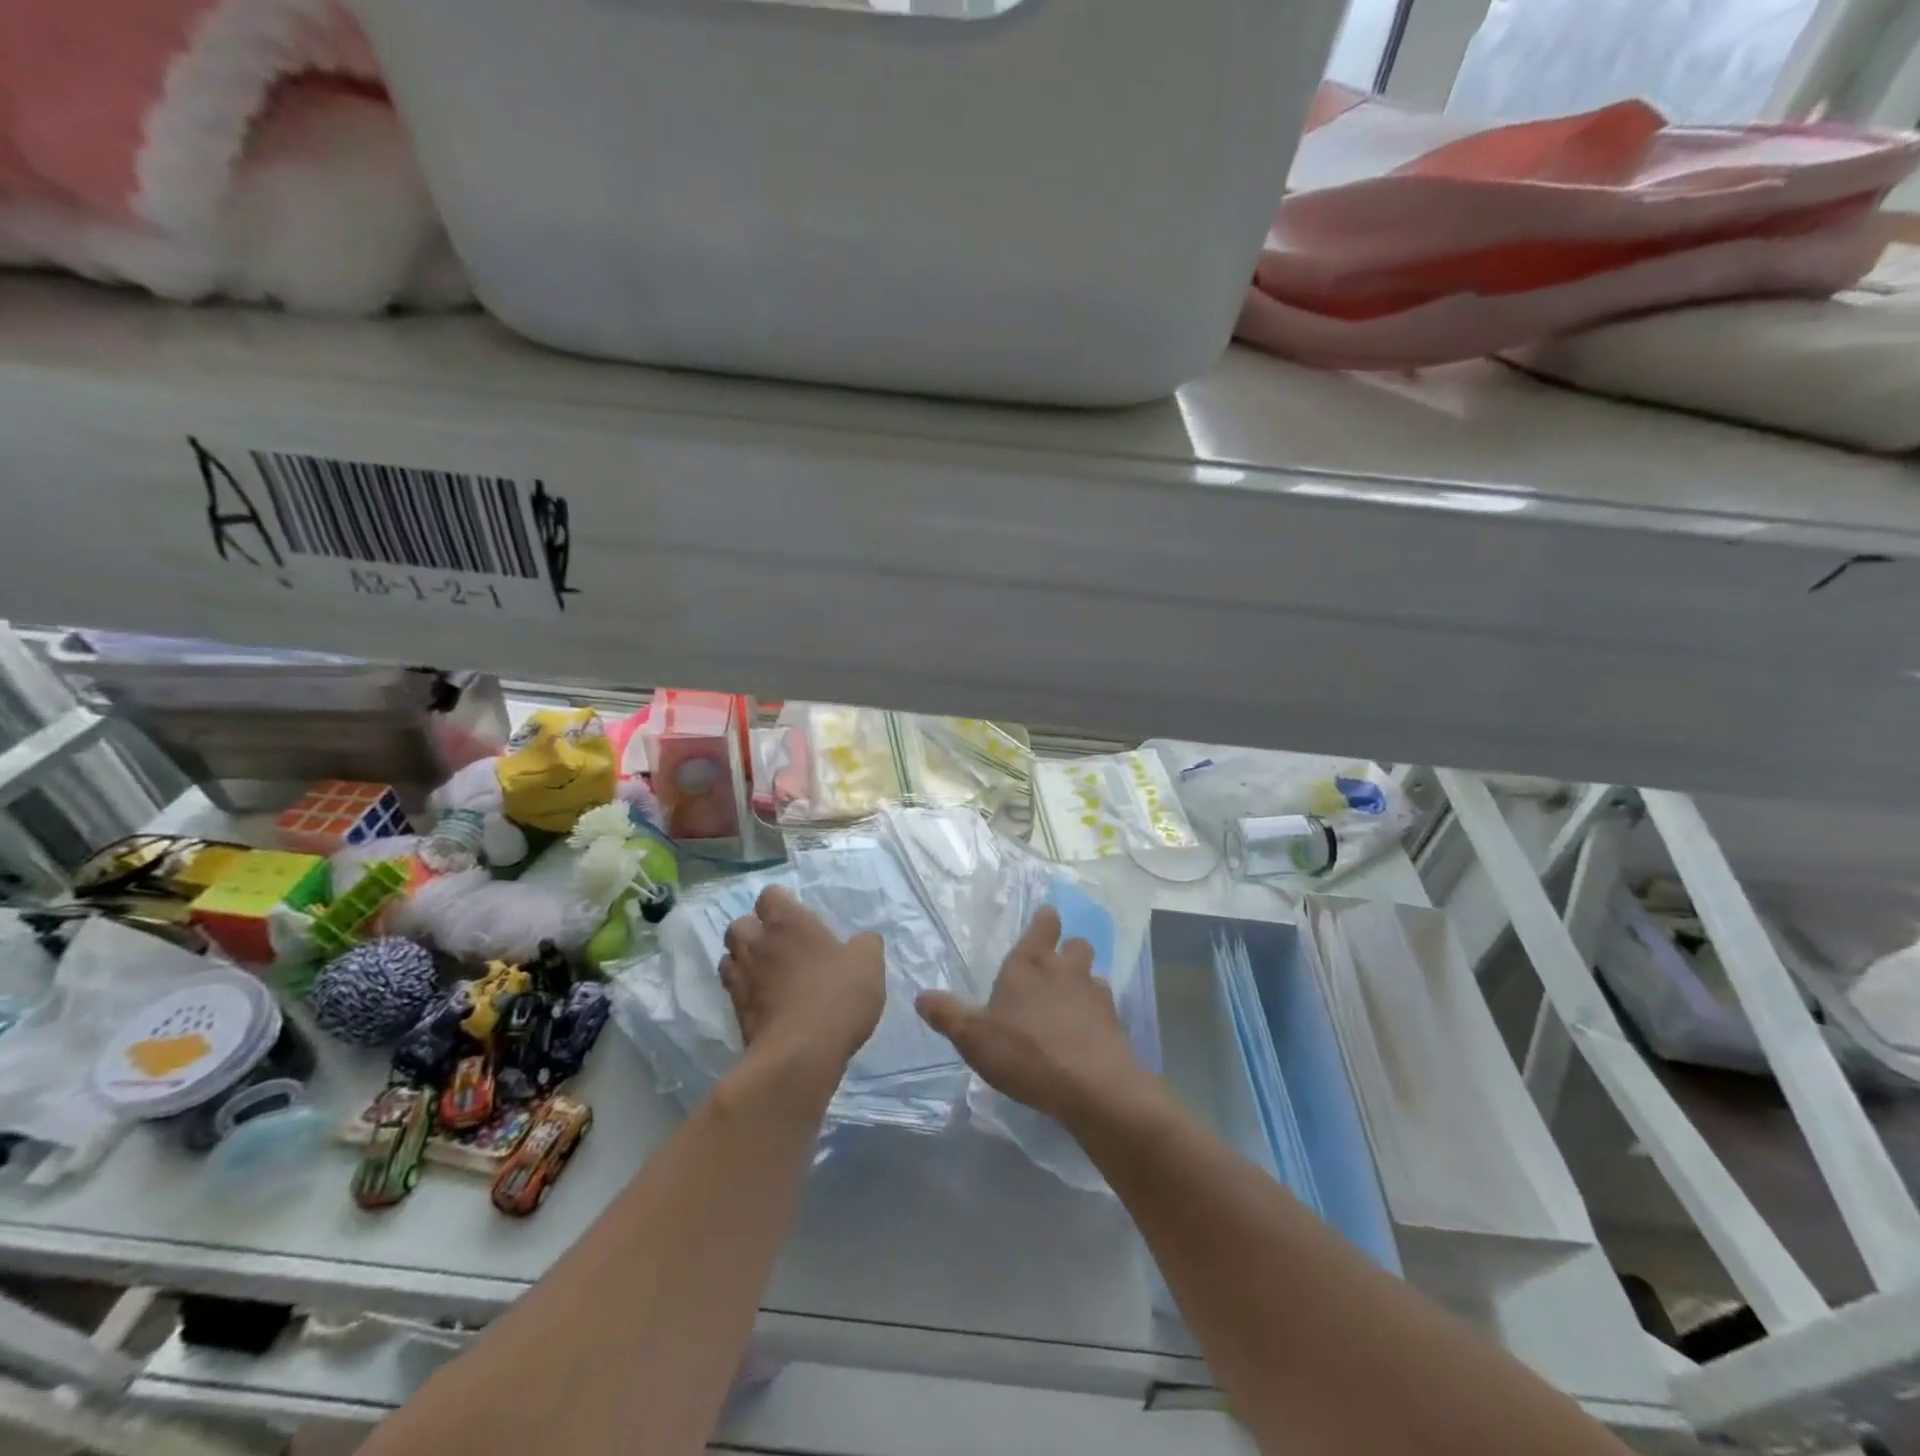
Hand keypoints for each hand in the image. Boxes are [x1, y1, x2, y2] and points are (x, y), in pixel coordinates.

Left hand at [719, 885, 885, 1068]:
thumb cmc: (837, 996)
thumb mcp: (868, 963)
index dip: (781, 903)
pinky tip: (765, 999)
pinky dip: (744, 989)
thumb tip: (861, 941)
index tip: (797, 916)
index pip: (769, 896)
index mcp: (787, 922)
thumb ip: (865, 944)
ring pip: (729, 956)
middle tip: (779, 943)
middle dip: (753, 929)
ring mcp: (742, 978)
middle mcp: (757, 944)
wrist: (800, 1054)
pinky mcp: (735, 1011)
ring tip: (766, 970)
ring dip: (743, 958)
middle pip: (739, 924)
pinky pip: (732, 988)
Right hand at [915, 906, 1153, 1124]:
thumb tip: (921, 996)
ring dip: (1083, 984)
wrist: (1092, 1086)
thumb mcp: (974, 1038)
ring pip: (1093, 975)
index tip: (1043, 923)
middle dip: (1068, 951)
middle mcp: (1066, 969)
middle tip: (1053, 970)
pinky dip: (1096, 1015)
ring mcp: (1095, 993)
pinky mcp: (1115, 1021)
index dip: (1044, 921)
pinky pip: (1105, 1007)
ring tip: (1069, 1006)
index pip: (1045, 923)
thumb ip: (948, 1015)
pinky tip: (1085, 1035)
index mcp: (1030, 963)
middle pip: (1076, 944)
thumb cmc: (1026, 1052)